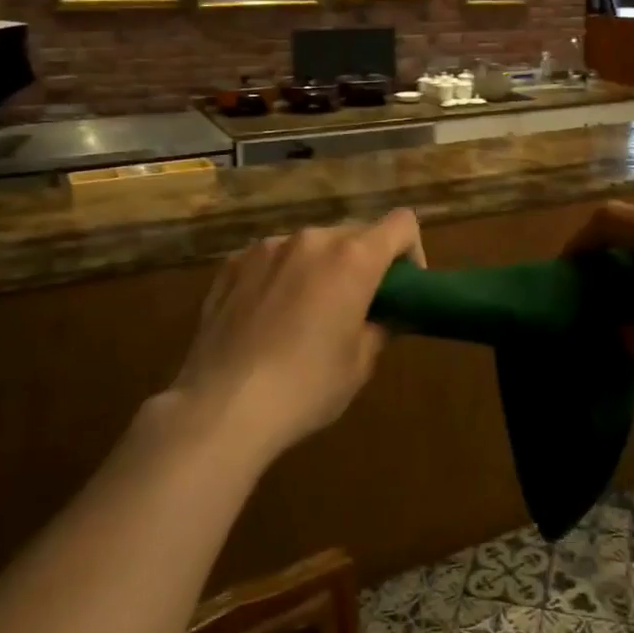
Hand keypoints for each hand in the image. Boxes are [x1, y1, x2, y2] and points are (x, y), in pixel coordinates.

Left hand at [170, 210, 423, 461]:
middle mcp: (312, 239)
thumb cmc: (305, 387)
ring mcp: (267, 248)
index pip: (401, 224)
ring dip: (321, 268)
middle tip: (356, 307)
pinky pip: (273, 258)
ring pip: (311, 245)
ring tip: (306, 313)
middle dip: (364, 263)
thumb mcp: (359, 364)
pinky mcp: (232, 264)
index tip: (402, 287)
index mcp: (353, 258)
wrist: (221, 408)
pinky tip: (268, 316)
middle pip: (355, 234)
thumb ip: (380, 326)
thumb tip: (386, 315)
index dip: (411, 251)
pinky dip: (282, 275)